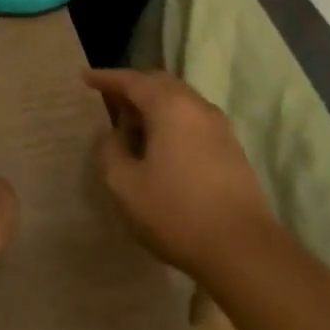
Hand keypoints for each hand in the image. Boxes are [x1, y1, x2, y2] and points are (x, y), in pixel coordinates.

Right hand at [85, 68, 274, 281]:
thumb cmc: (176, 213)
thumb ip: (110, 150)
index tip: (85, 77)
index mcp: (170, 107)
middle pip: (160, 83)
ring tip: (131, 122)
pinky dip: (171, 119)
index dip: (106, 78)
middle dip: (132, 86)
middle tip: (107, 97)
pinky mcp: (231, 149)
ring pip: (180, 100)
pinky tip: (159, 143)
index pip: (132, 80)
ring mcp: (220, 128)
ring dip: (153, 104)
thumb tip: (114, 135)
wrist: (244, 252)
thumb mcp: (123, 185)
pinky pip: (193, 119)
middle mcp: (197, 107)